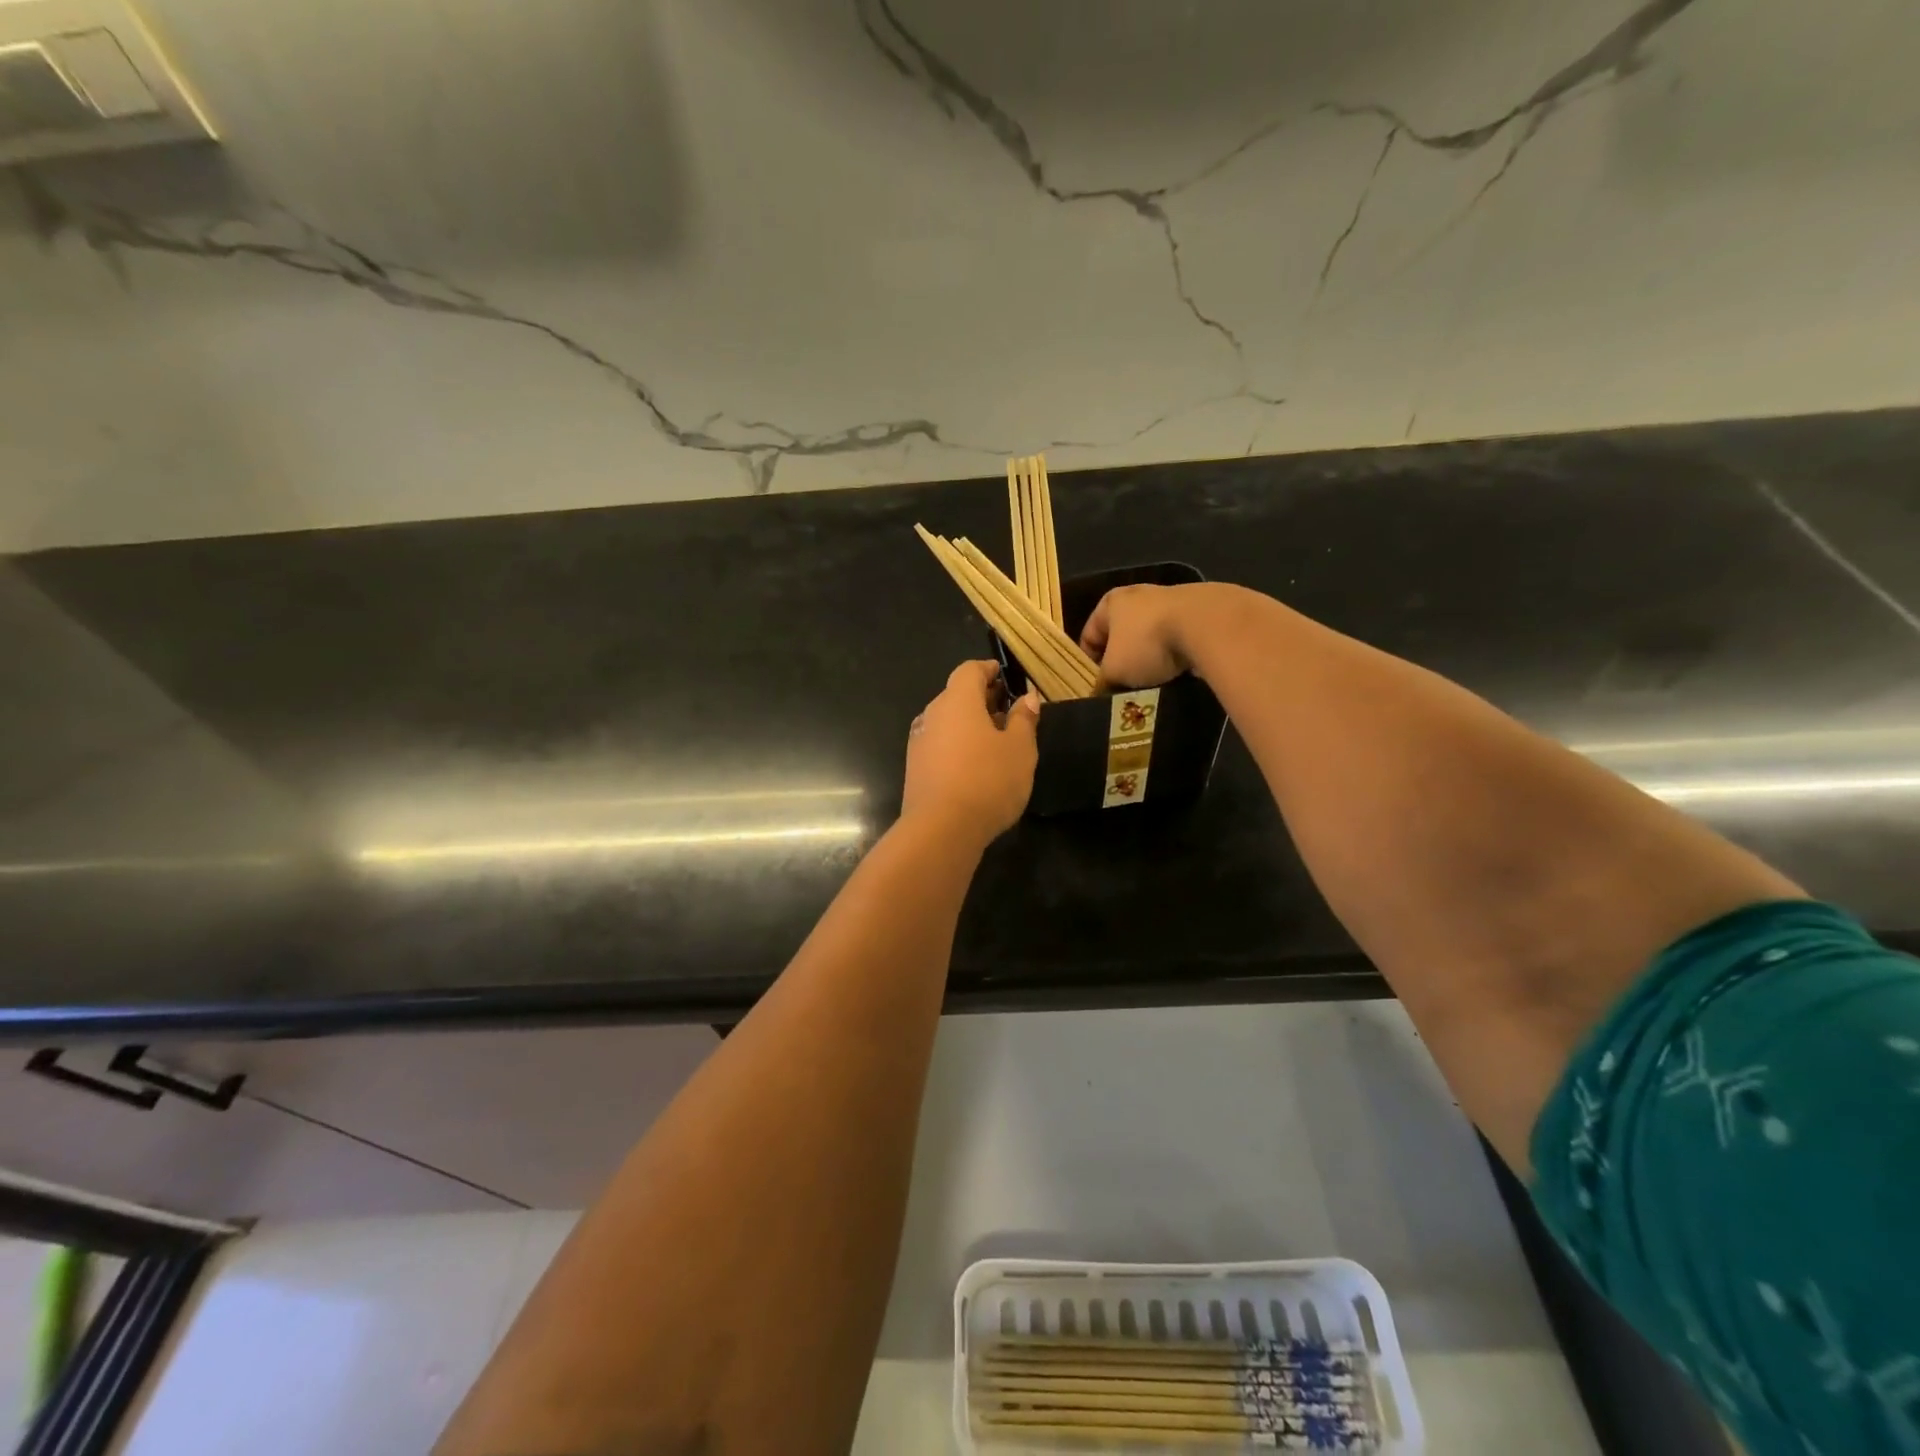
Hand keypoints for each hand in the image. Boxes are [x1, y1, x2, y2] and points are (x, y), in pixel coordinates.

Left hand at [901, 660, 1039, 846]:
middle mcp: (932, 714)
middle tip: (1007, 711)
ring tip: (995, 742)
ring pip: (947, 722)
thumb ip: (1023, 720)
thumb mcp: (1019, 749)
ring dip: (969, 725)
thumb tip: (1027, 698)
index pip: (969, 670)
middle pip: (956, 695)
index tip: (1004, 676)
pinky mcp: (914, 769)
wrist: (941, 829)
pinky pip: (939, 745)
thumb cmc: (988, 780)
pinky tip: (975, 766)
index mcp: (957, 701)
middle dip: (981, 699)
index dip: (988, 670)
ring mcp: (919, 742)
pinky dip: (957, 746)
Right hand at [1079, 583, 1207, 688]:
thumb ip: (1103, 682)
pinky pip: (1175, 638)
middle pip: (1121, 636)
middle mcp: (1138, 595)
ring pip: (1149, 637)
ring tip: (1151, 684)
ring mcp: (1170, 600)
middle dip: (1121, 662)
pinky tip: (1176, 673)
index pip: (1089, 635)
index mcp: (1111, 602)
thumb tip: (1100, 693)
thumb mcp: (1115, 671)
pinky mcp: (1197, 611)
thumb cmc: (1147, 644)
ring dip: (1148, 659)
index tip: (1095, 687)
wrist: (1207, 625)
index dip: (1088, 663)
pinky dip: (1173, 655)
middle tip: (1122, 688)